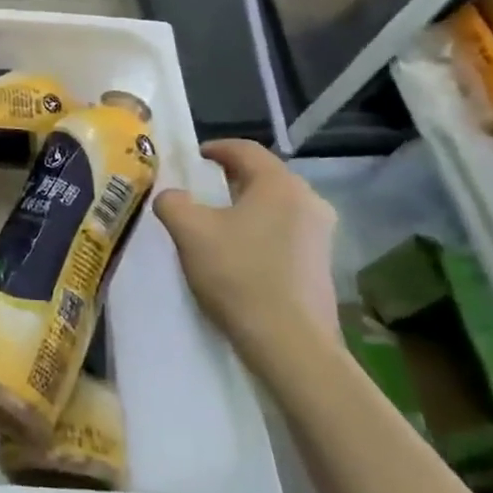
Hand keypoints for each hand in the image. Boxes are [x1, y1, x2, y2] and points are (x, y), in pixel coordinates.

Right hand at [155, 139, 338, 367]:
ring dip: (244, 208)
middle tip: (198, 192)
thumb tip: (171, 196)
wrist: (289, 342)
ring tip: (214, 225)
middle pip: (262, 176)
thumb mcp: (189, 231)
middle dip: (228, 180)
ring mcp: (321, 234)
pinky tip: (238, 255)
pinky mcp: (322, 263)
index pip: (245, 149)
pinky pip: (284, 231)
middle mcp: (308, 200)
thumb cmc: (238, 274)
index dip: (213, 149)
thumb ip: (172, 202)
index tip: (190, 160)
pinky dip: (259, 232)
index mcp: (280, 184)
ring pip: (274, 206)